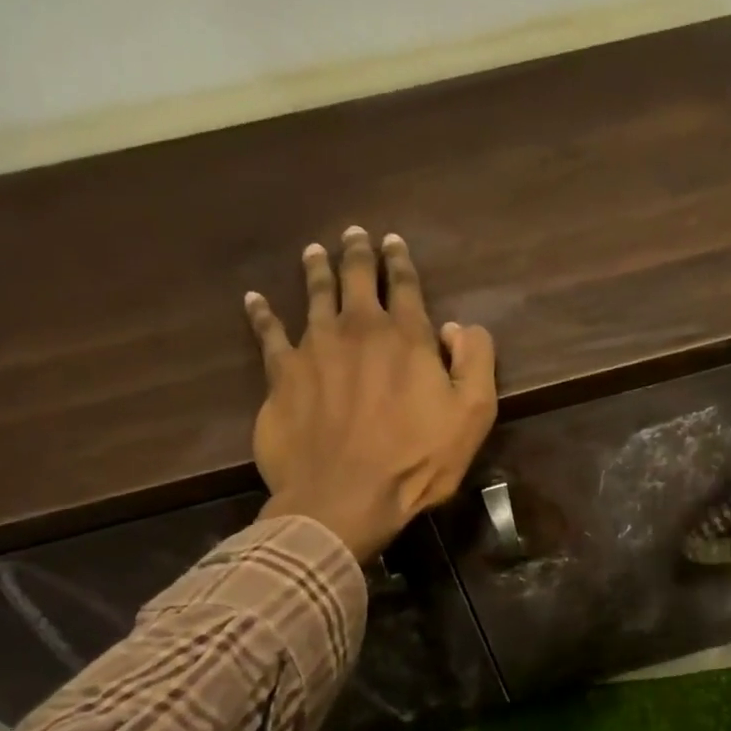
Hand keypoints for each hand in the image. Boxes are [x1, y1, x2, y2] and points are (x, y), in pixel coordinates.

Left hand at [245, 227, 497, 562]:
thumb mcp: (473, 414)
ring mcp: (314, 349)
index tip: (394, 242)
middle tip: (354, 234)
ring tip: (315, 251)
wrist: (343, 497)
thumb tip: (460, 327)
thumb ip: (475, 361)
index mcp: (406, 337)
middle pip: (356, 279)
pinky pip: (268, 334)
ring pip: (314, 296)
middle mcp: (358, 330)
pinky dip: (262, 314)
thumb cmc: (416, 460)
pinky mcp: (281, 375)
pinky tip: (254, 299)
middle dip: (357, 253)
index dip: (400, 261)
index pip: (404, 286)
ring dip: (316, 270)